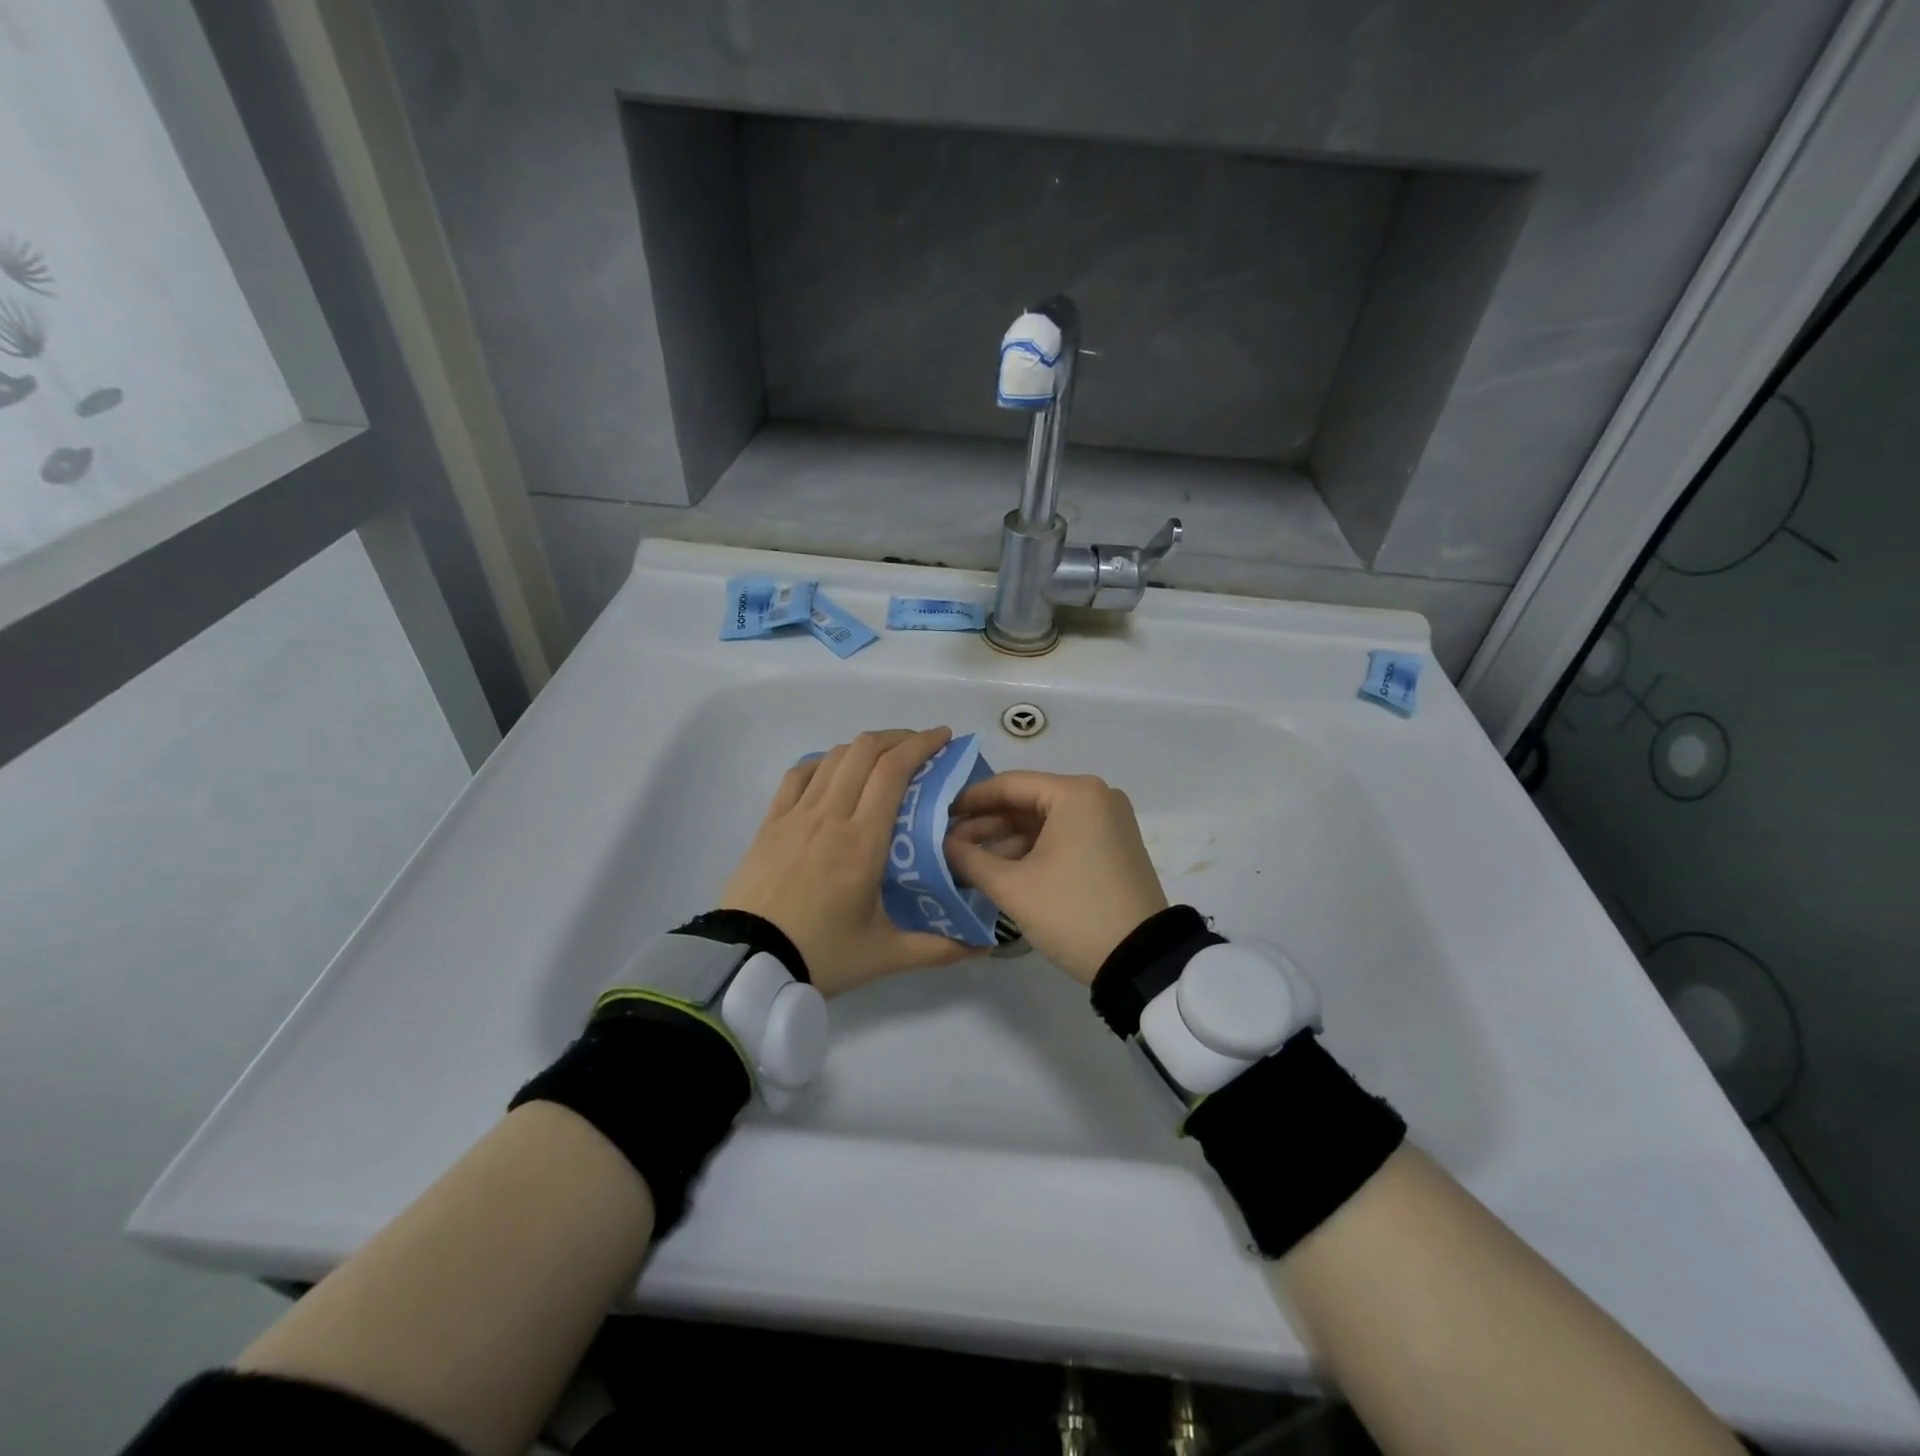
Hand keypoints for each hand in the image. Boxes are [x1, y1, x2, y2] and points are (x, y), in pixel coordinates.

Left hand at [717, 728, 978, 997]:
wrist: (746, 964)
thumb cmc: (821, 954)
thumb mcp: (885, 955)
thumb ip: (938, 949)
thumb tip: (985, 945)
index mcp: (863, 841)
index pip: (893, 771)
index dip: (921, 744)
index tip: (944, 738)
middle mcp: (830, 815)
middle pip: (864, 750)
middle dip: (898, 737)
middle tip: (922, 747)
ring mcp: (795, 815)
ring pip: (832, 757)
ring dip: (864, 746)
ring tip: (885, 758)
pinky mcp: (770, 822)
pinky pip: (798, 774)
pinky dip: (824, 762)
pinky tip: (834, 771)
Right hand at [943, 771, 1167, 984]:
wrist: (1140, 961)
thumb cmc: (1072, 913)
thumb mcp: (1013, 887)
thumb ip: (969, 859)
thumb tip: (941, 844)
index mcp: (1076, 793)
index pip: (1009, 784)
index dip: (969, 799)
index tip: (938, 815)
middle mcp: (1096, 796)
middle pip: (1027, 801)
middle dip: (986, 824)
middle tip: (948, 845)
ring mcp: (1108, 821)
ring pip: (1044, 821)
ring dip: (1006, 840)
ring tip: (967, 861)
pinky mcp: (1113, 846)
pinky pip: (1063, 836)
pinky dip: (1032, 850)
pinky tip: (1000, 869)